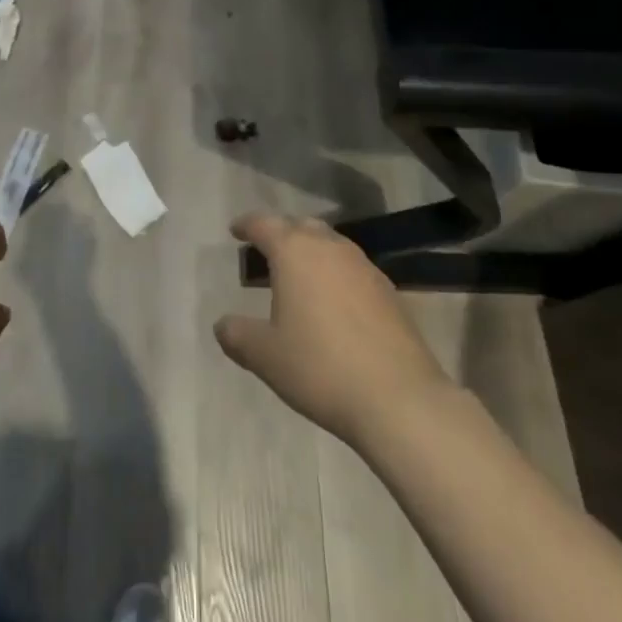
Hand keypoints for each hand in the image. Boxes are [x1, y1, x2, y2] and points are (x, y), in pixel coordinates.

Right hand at [214, 213, 449, 447]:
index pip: (264, 224)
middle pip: (300, 225)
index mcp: (294, 252)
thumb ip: (238, 335)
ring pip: (330, 243)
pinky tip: (334, 300)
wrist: (398, 397)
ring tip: (299, 273)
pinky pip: (352, 267)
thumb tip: (222, 324)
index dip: (247, 225)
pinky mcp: (388, 289)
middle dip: (282, 232)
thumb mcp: (266, 357)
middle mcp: (329, 247)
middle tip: (267, 249)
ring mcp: (363, 265)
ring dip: (311, 250)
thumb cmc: (320, 367)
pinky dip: (335, 272)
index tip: (236, 230)